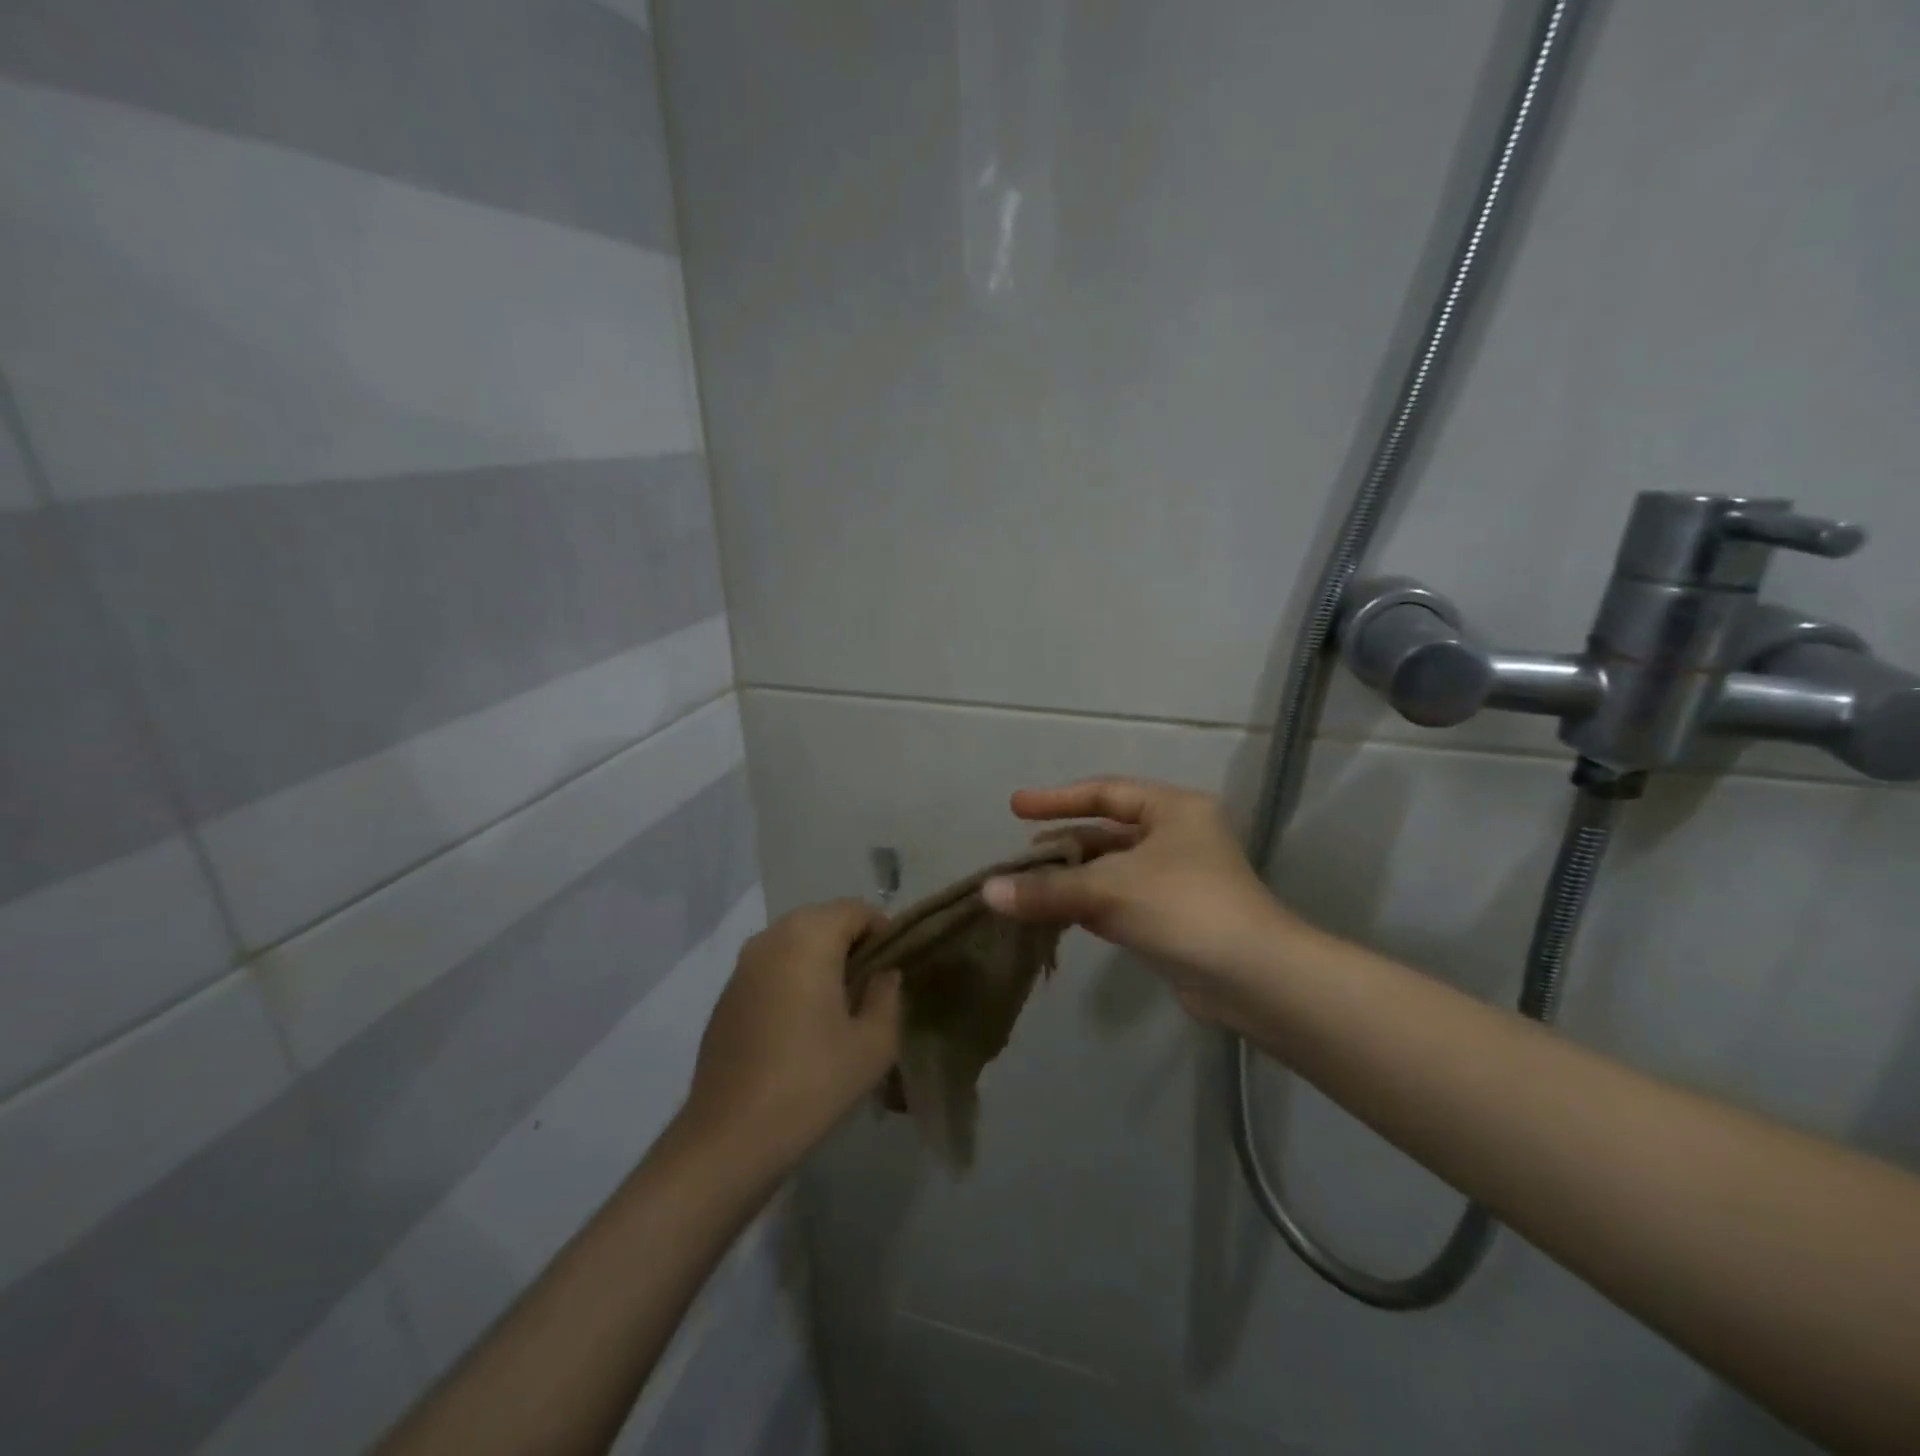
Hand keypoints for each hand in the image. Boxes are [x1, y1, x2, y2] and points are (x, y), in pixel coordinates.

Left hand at [681, 900, 900, 1171]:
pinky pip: (771, 966)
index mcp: (808, 937)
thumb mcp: (874, 1044)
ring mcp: (743, 965)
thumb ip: (887, 995)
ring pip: (795, 941)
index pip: (856, 910)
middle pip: (823, 919)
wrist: (730, 1138)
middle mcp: (771, 937)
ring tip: (840, 1006)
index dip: (884, 932)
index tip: (895, 970)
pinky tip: (802, 1024)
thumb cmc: (812, 1083)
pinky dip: (793, 977)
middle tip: (872, 987)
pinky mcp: (727, 994)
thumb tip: (884, 974)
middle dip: (852, 943)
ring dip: (821, 959)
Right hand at [981, 778, 1298, 1026]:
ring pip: (1112, 869)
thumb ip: (1047, 889)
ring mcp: (1178, 878)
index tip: (1015, 808)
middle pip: (1107, 832)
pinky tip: (1056, 914)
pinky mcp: (1174, 916)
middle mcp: (1178, 836)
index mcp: (1173, 809)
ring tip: (1028, 885)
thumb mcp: (1110, 890)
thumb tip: (987, 891)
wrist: (1254, 979)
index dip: (1057, 799)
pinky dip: (1088, 903)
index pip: (1105, 792)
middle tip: (1021, 854)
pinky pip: (1120, 899)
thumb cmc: (1184, 908)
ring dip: (1072, 877)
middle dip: (1063, 843)